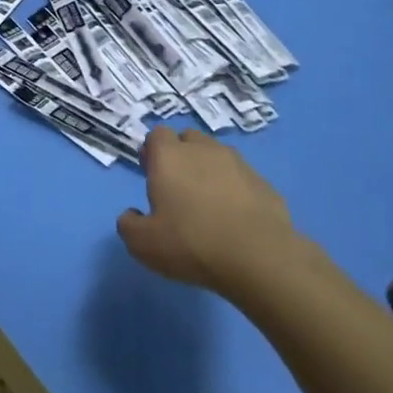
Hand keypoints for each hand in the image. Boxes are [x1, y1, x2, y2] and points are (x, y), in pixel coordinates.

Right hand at [117, 126, 302, 293]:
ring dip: (209, 170)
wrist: (258, 257)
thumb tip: (132, 215)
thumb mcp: (143, 244)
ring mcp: (237, 163)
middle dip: (181, 156)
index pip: (157, 135)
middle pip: (188, 139)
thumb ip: (129, 225)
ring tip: (208, 203)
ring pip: (217, 156)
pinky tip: (234, 217)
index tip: (151, 175)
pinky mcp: (263, 182)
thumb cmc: (191, 243)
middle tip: (178, 187)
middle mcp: (203, 150)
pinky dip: (235, 189)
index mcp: (170, 156)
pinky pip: (241, 178)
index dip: (152, 152)